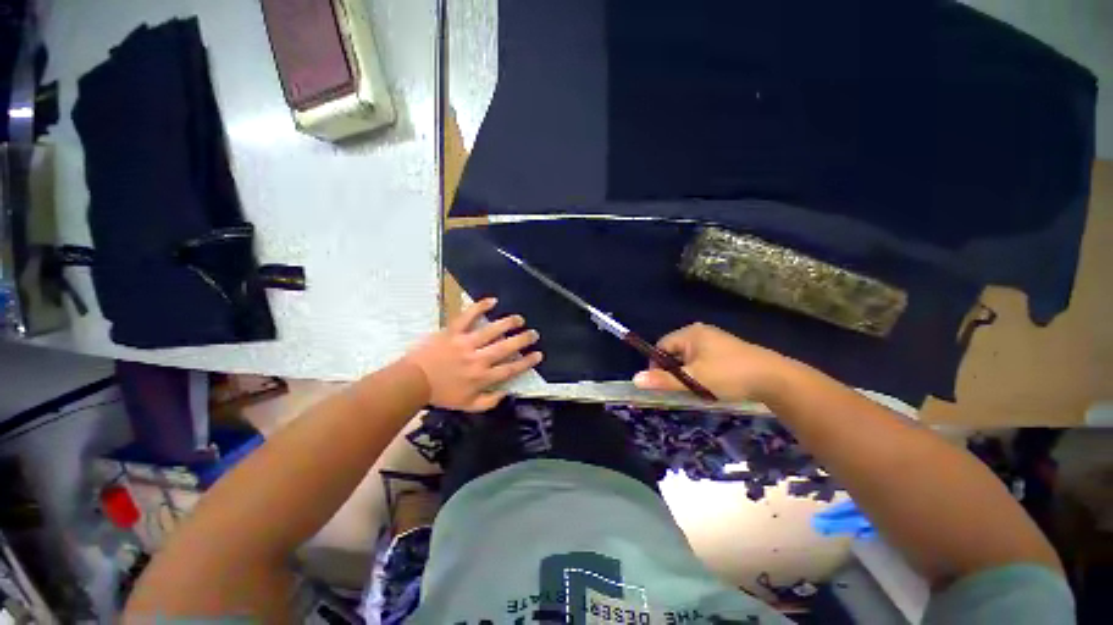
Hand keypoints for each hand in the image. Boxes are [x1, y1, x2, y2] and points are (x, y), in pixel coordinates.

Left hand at [405, 298, 542, 411]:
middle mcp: (478, 359)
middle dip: (523, 340)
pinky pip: (468, 316)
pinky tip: (492, 300)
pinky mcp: (452, 331)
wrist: (413, 382)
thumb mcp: (467, 406)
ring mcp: (465, 343)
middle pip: (505, 347)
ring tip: (519, 319)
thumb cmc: (441, 394)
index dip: (527, 361)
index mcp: (482, 377)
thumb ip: (489, 402)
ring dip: (508, 323)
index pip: (510, 368)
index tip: (538, 354)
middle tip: (534, 334)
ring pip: (491, 330)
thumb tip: (507, 393)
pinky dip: (480, 307)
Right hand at [631, 323, 796, 401]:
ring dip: (689, 373)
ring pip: (690, 358)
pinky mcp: (727, 350)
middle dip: (675, 370)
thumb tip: (635, 379)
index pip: (661, 346)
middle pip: (675, 351)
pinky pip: (704, 359)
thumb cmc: (729, 375)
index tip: (663, 384)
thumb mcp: (694, 380)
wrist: (775, 378)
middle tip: (682, 388)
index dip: (657, 365)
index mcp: (690, 334)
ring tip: (698, 389)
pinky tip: (712, 385)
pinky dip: (702, 372)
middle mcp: (701, 332)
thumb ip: (664, 380)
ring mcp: (715, 340)